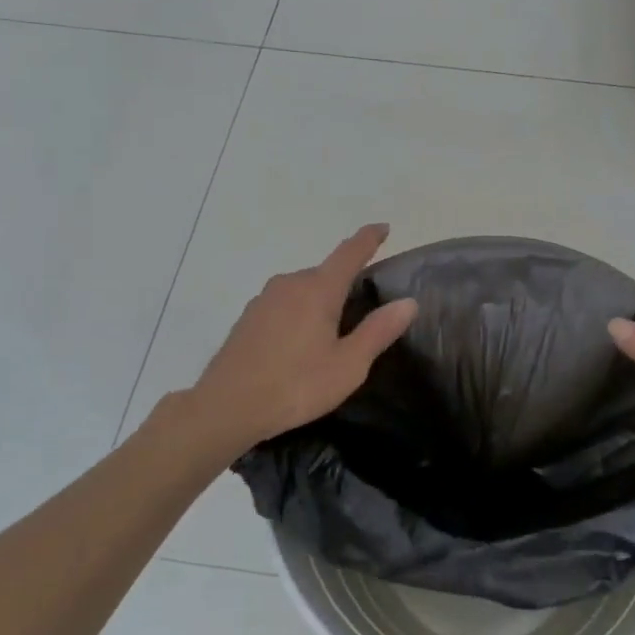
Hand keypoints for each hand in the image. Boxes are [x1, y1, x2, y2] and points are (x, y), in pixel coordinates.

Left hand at [187, 224, 418, 449]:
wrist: (226, 407)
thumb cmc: (296, 385)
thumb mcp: (348, 364)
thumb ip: (378, 331)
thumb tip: (408, 302)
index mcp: (318, 289)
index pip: (349, 252)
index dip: (369, 238)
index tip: (384, 227)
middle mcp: (290, 283)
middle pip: (326, 272)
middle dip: (346, 282)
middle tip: (363, 309)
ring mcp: (265, 299)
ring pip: (303, 288)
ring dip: (321, 300)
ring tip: (332, 332)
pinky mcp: (248, 317)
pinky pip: (285, 303)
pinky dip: (300, 312)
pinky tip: (300, 343)